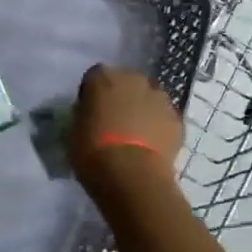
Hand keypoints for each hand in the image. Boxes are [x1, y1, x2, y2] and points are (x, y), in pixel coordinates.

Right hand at [70, 65, 182, 193]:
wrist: (132, 175)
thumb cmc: (93, 152)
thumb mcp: (74, 130)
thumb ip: (84, 114)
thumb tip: (91, 113)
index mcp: (103, 77)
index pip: (95, 76)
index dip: (93, 93)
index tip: (91, 111)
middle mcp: (134, 78)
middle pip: (127, 81)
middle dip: (121, 96)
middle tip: (115, 120)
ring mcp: (159, 97)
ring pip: (149, 97)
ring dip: (143, 109)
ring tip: (136, 135)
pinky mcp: (177, 118)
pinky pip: (164, 117)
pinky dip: (159, 126)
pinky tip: (152, 146)